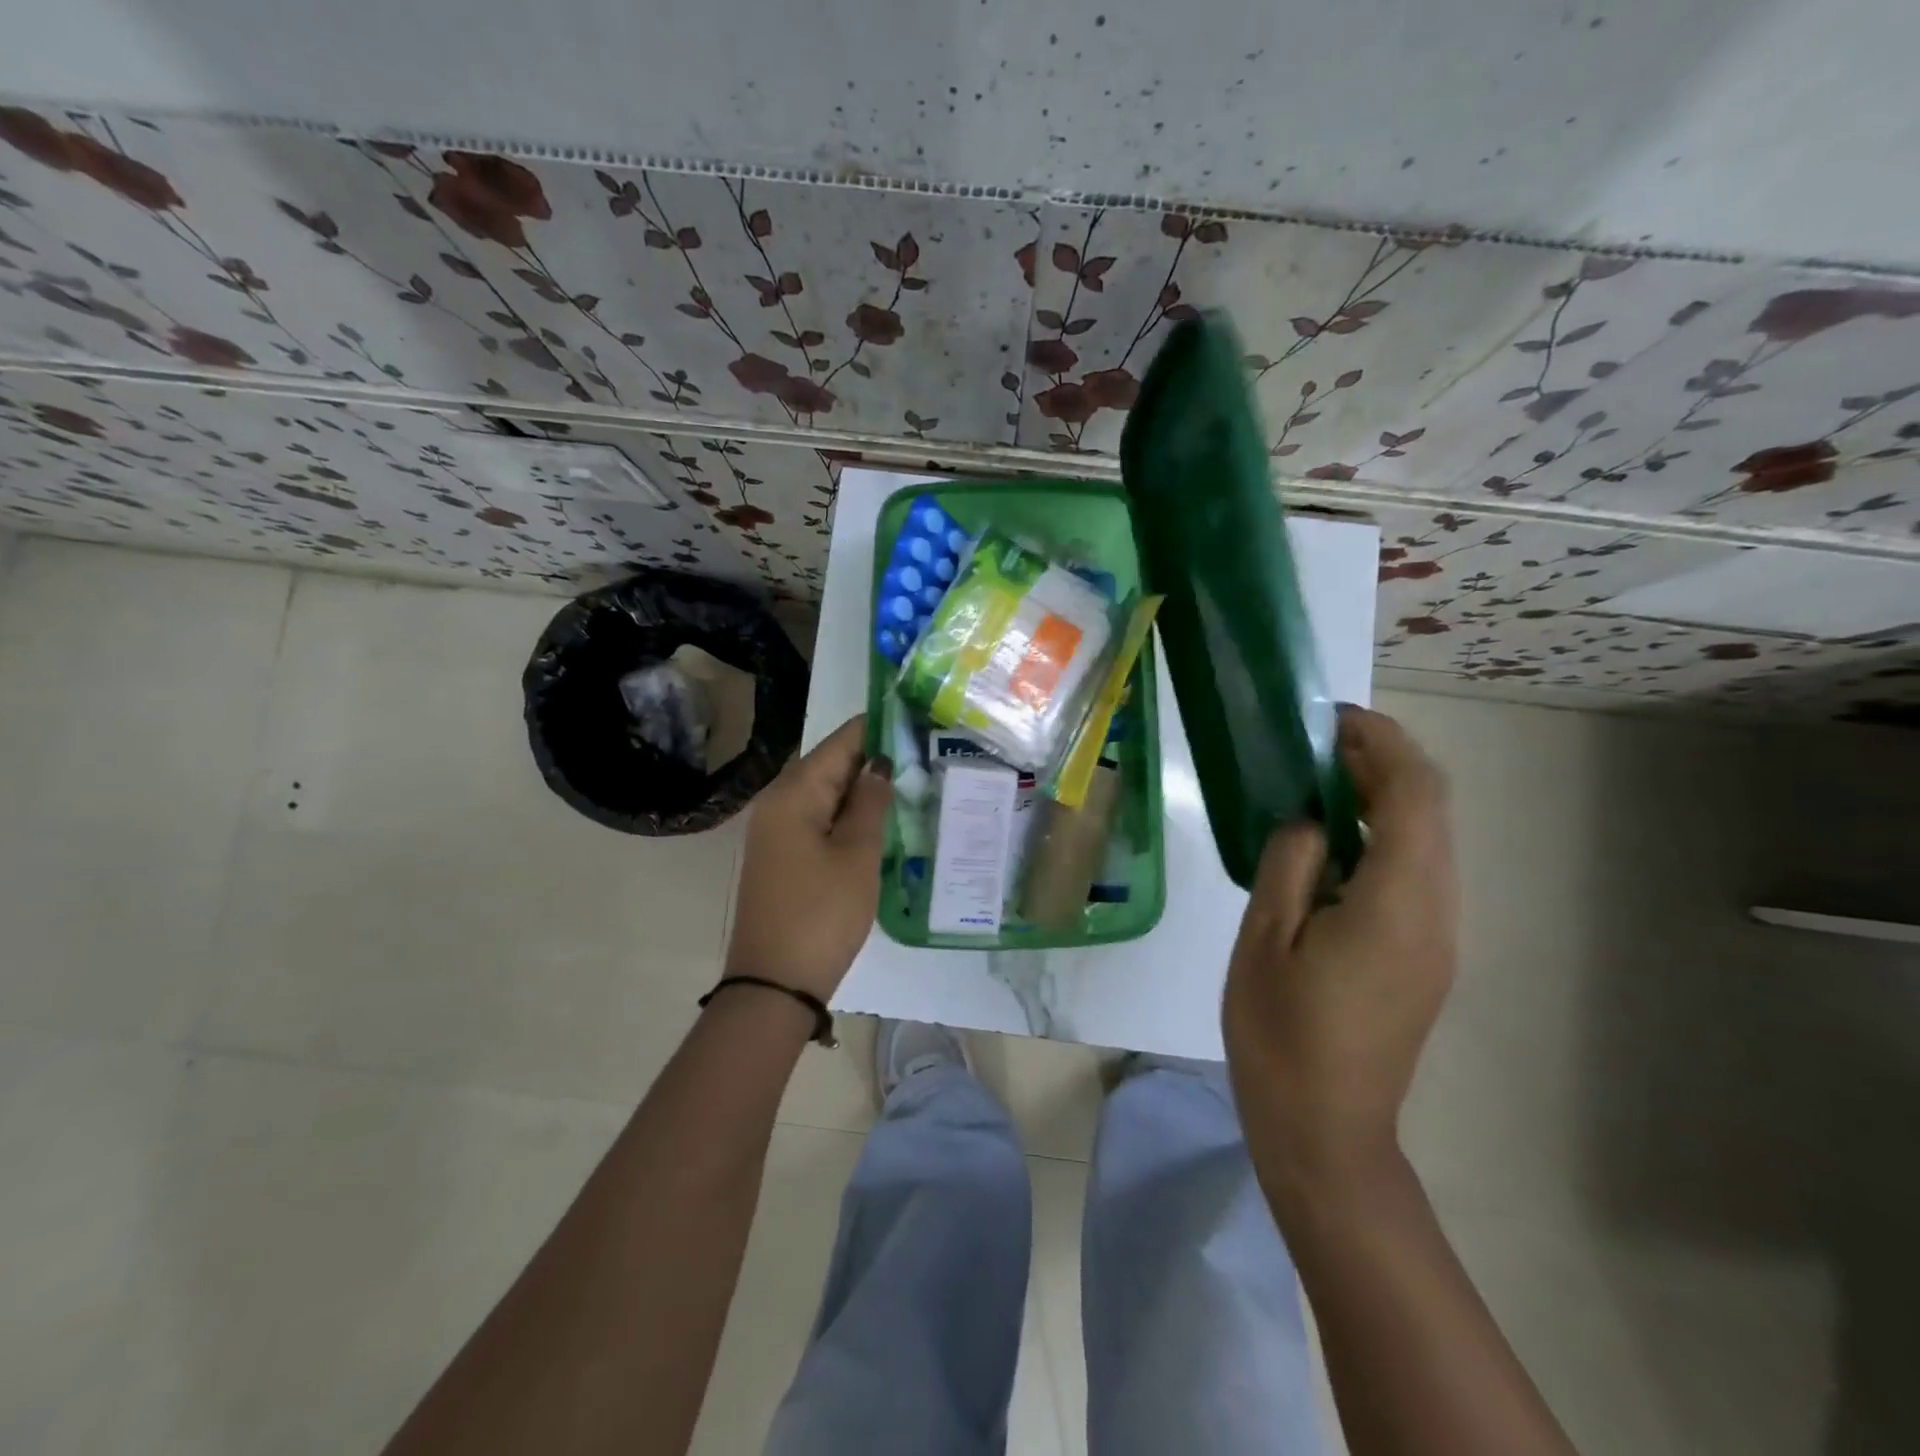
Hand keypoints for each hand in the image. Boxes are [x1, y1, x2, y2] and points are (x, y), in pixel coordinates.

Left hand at [724, 715, 892, 1001]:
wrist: (775, 985)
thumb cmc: (822, 913)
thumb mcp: (857, 855)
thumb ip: (870, 804)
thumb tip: (879, 764)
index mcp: (794, 793)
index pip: (840, 742)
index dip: (876, 727)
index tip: (915, 718)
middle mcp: (778, 802)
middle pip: (830, 764)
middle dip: (872, 757)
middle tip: (921, 753)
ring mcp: (777, 831)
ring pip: (826, 793)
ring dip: (862, 788)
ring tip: (910, 781)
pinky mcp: (782, 856)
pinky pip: (818, 818)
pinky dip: (847, 814)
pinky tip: (880, 820)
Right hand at [1223, 706, 1456, 1197]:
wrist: (1326, 1131)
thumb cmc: (1282, 1035)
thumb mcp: (1264, 940)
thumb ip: (1289, 863)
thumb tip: (1307, 818)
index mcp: (1398, 903)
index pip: (1413, 794)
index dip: (1380, 742)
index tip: (1328, 720)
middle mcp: (1437, 912)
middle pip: (1431, 810)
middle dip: (1382, 761)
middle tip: (1315, 745)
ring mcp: (1438, 937)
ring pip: (1427, 840)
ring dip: (1381, 798)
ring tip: (1316, 784)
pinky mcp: (1426, 955)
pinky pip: (1415, 873)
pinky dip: (1381, 836)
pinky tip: (1330, 845)